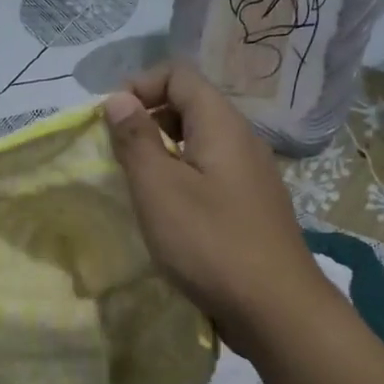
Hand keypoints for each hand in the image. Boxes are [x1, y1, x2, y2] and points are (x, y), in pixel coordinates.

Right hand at [104, 64, 338, 361]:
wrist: (274, 308)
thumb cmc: (211, 243)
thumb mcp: (160, 189)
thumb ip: (136, 140)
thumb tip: (118, 99)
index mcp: (222, 124)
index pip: (179, 75)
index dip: (140, 87)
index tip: (109, 121)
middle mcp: (243, 141)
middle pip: (192, 106)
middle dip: (149, 120)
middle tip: (118, 155)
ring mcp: (252, 177)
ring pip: (201, 145)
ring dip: (164, 155)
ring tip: (137, 186)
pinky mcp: (252, 209)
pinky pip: (212, 176)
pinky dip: (184, 181)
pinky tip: (169, 216)